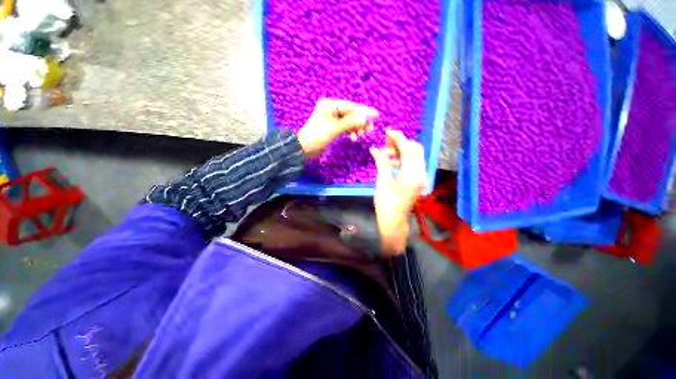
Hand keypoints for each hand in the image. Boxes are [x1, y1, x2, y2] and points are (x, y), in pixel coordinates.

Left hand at [297, 99, 378, 157]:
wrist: (303, 149)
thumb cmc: (317, 137)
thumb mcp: (334, 129)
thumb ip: (350, 122)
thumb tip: (366, 117)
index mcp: (329, 105)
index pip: (351, 107)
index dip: (364, 112)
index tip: (376, 115)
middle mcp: (331, 110)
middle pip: (351, 113)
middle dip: (360, 121)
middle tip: (369, 130)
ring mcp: (331, 119)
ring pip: (349, 121)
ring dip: (356, 128)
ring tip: (361, 135)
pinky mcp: (332, 128)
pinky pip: (345, 127)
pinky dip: (350, 132)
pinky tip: (354, 137)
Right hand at [370, 130, 426, 256]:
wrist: (392, 220)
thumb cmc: (386, 203)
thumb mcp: (382, 181)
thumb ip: (382, 162)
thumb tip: (376, 149)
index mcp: (413, 173)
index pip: (408, 149)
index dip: (398, 138)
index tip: (388, 130)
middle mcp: (420, 173)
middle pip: (415, 150)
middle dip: (401, 143)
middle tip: (386, 142)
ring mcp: (419, 177)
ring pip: (413, 157)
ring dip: (400, 152)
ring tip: (385, 153)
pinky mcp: (415, 181)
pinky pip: (410, 165)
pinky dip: (401, 160)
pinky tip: (389, 162)